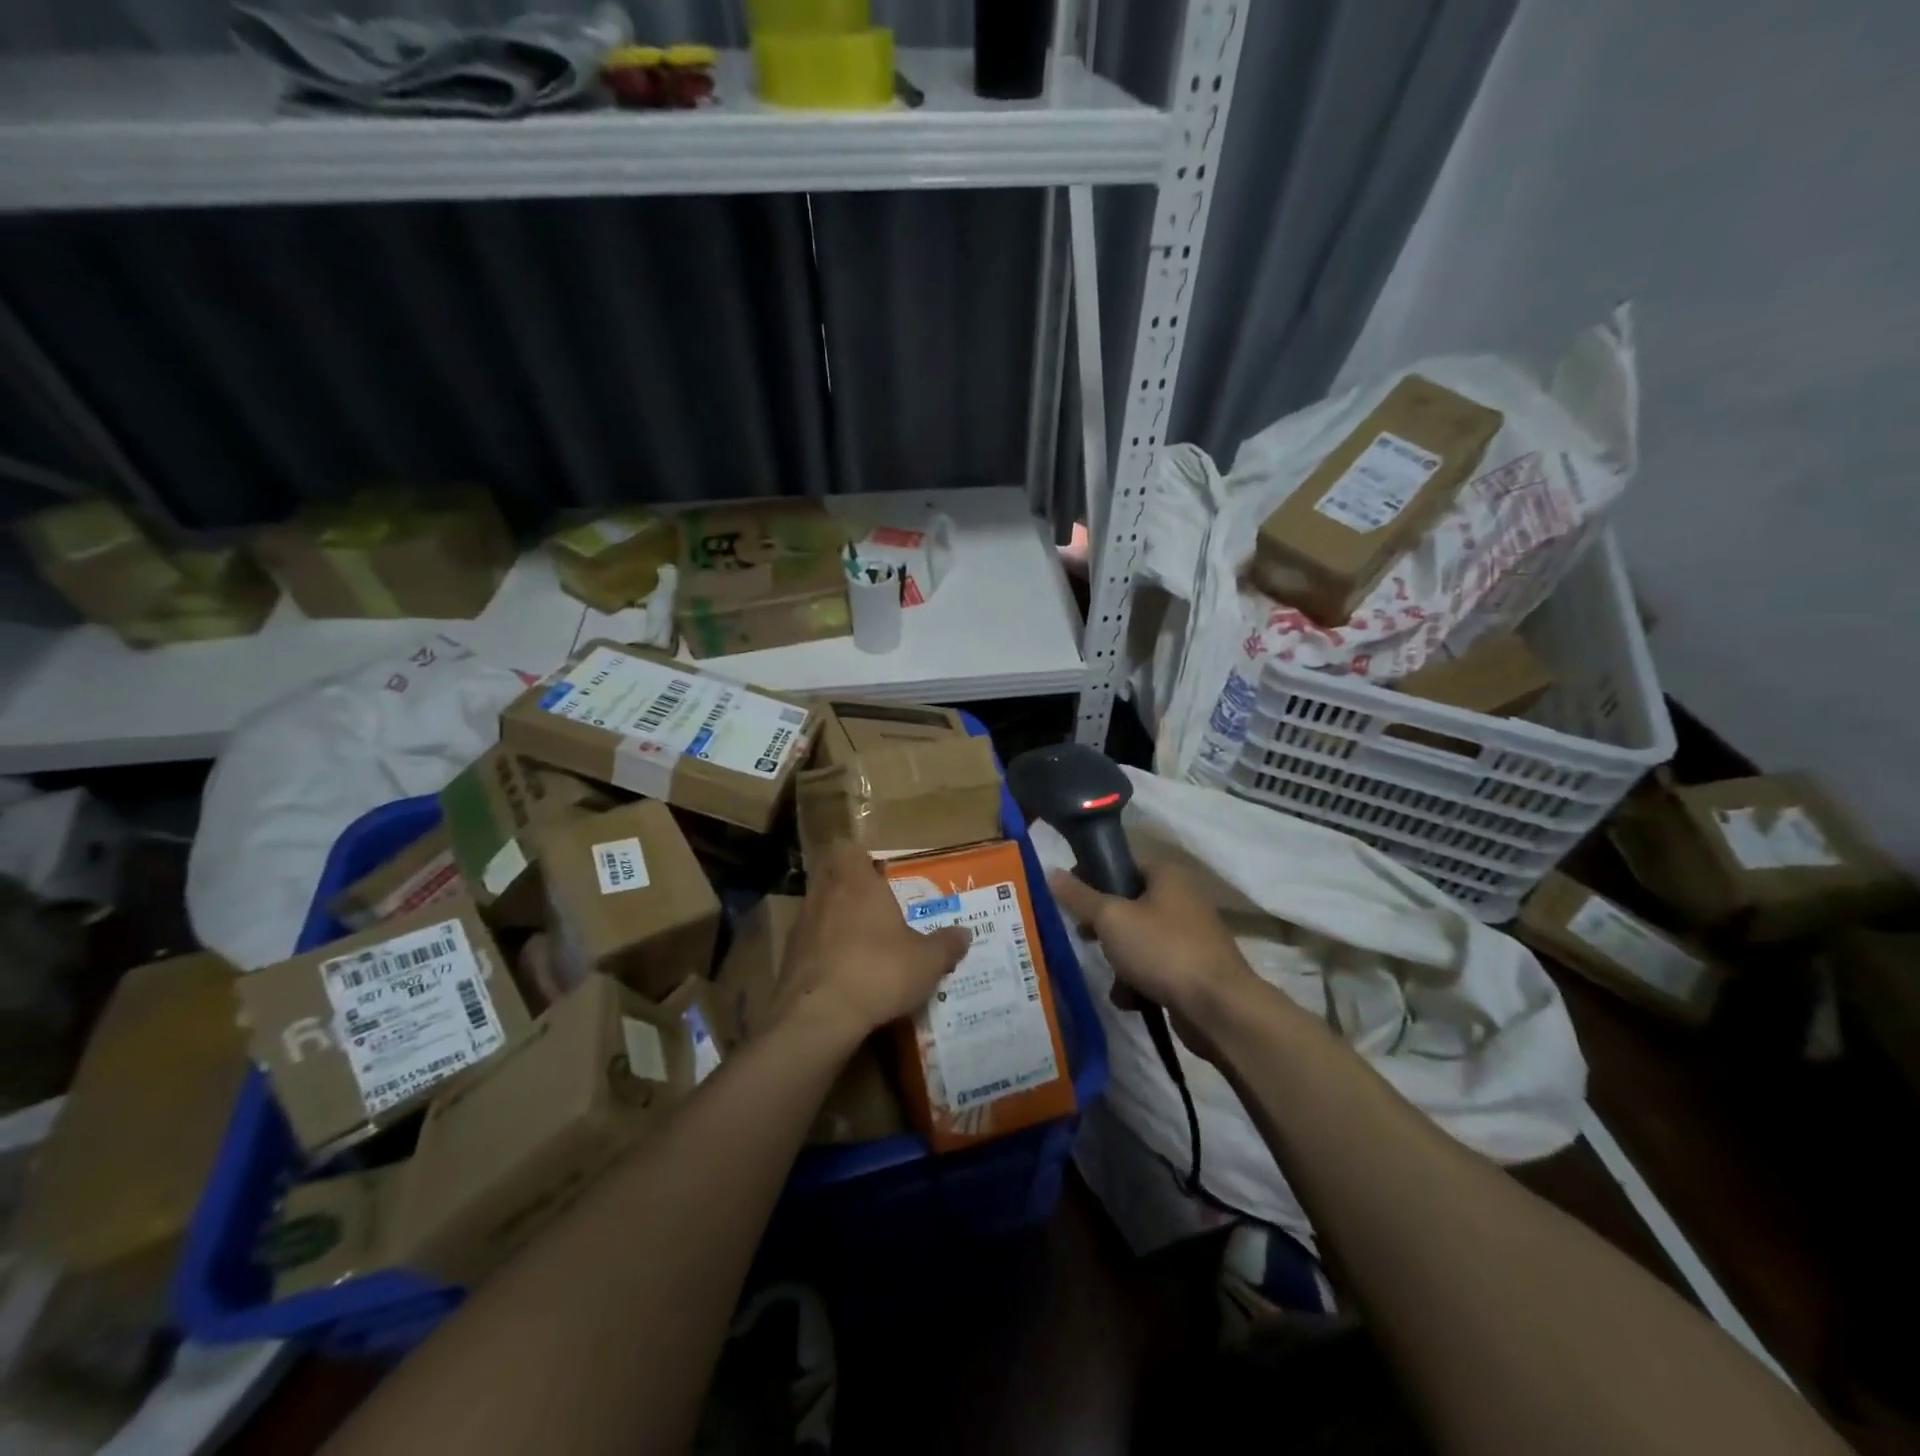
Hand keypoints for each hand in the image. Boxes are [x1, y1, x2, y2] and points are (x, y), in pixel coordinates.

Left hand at [779, 841, 970, 1046]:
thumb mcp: (927, 961)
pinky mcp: (787, 959)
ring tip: (861, 946)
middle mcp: (824, 895)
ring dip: (835, 921)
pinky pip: (808, 944)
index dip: (859, 857)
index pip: (847, 848)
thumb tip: (965, 934)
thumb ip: (946, 945)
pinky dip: (822, 953)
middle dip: (848, 889)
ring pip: (817, 910)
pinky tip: (842, 976)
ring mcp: (801, 926)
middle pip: (830, 877)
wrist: (819, 1016)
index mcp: (856, 882)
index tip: (877, 873)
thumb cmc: (879, 971)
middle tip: (874, 908)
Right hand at [1048, 862, 1259, 1063]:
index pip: (1121, 864)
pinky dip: (1140, 981)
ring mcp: (1191, 935)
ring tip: (1112, 977)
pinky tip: (1130, 999)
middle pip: (1129, 904)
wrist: (1218, 1008)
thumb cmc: (1162, 950)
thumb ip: (1080, 897)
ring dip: (1120, 959)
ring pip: (1139, 939)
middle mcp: (1183, 898)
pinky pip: (1155, 967)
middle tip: (1085, 937)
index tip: (1070, 901)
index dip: (1092, 879)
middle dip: (1104, 926)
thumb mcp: (1111, 918)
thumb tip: (1052, 872)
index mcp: (1167, 875)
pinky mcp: (1194, 969)